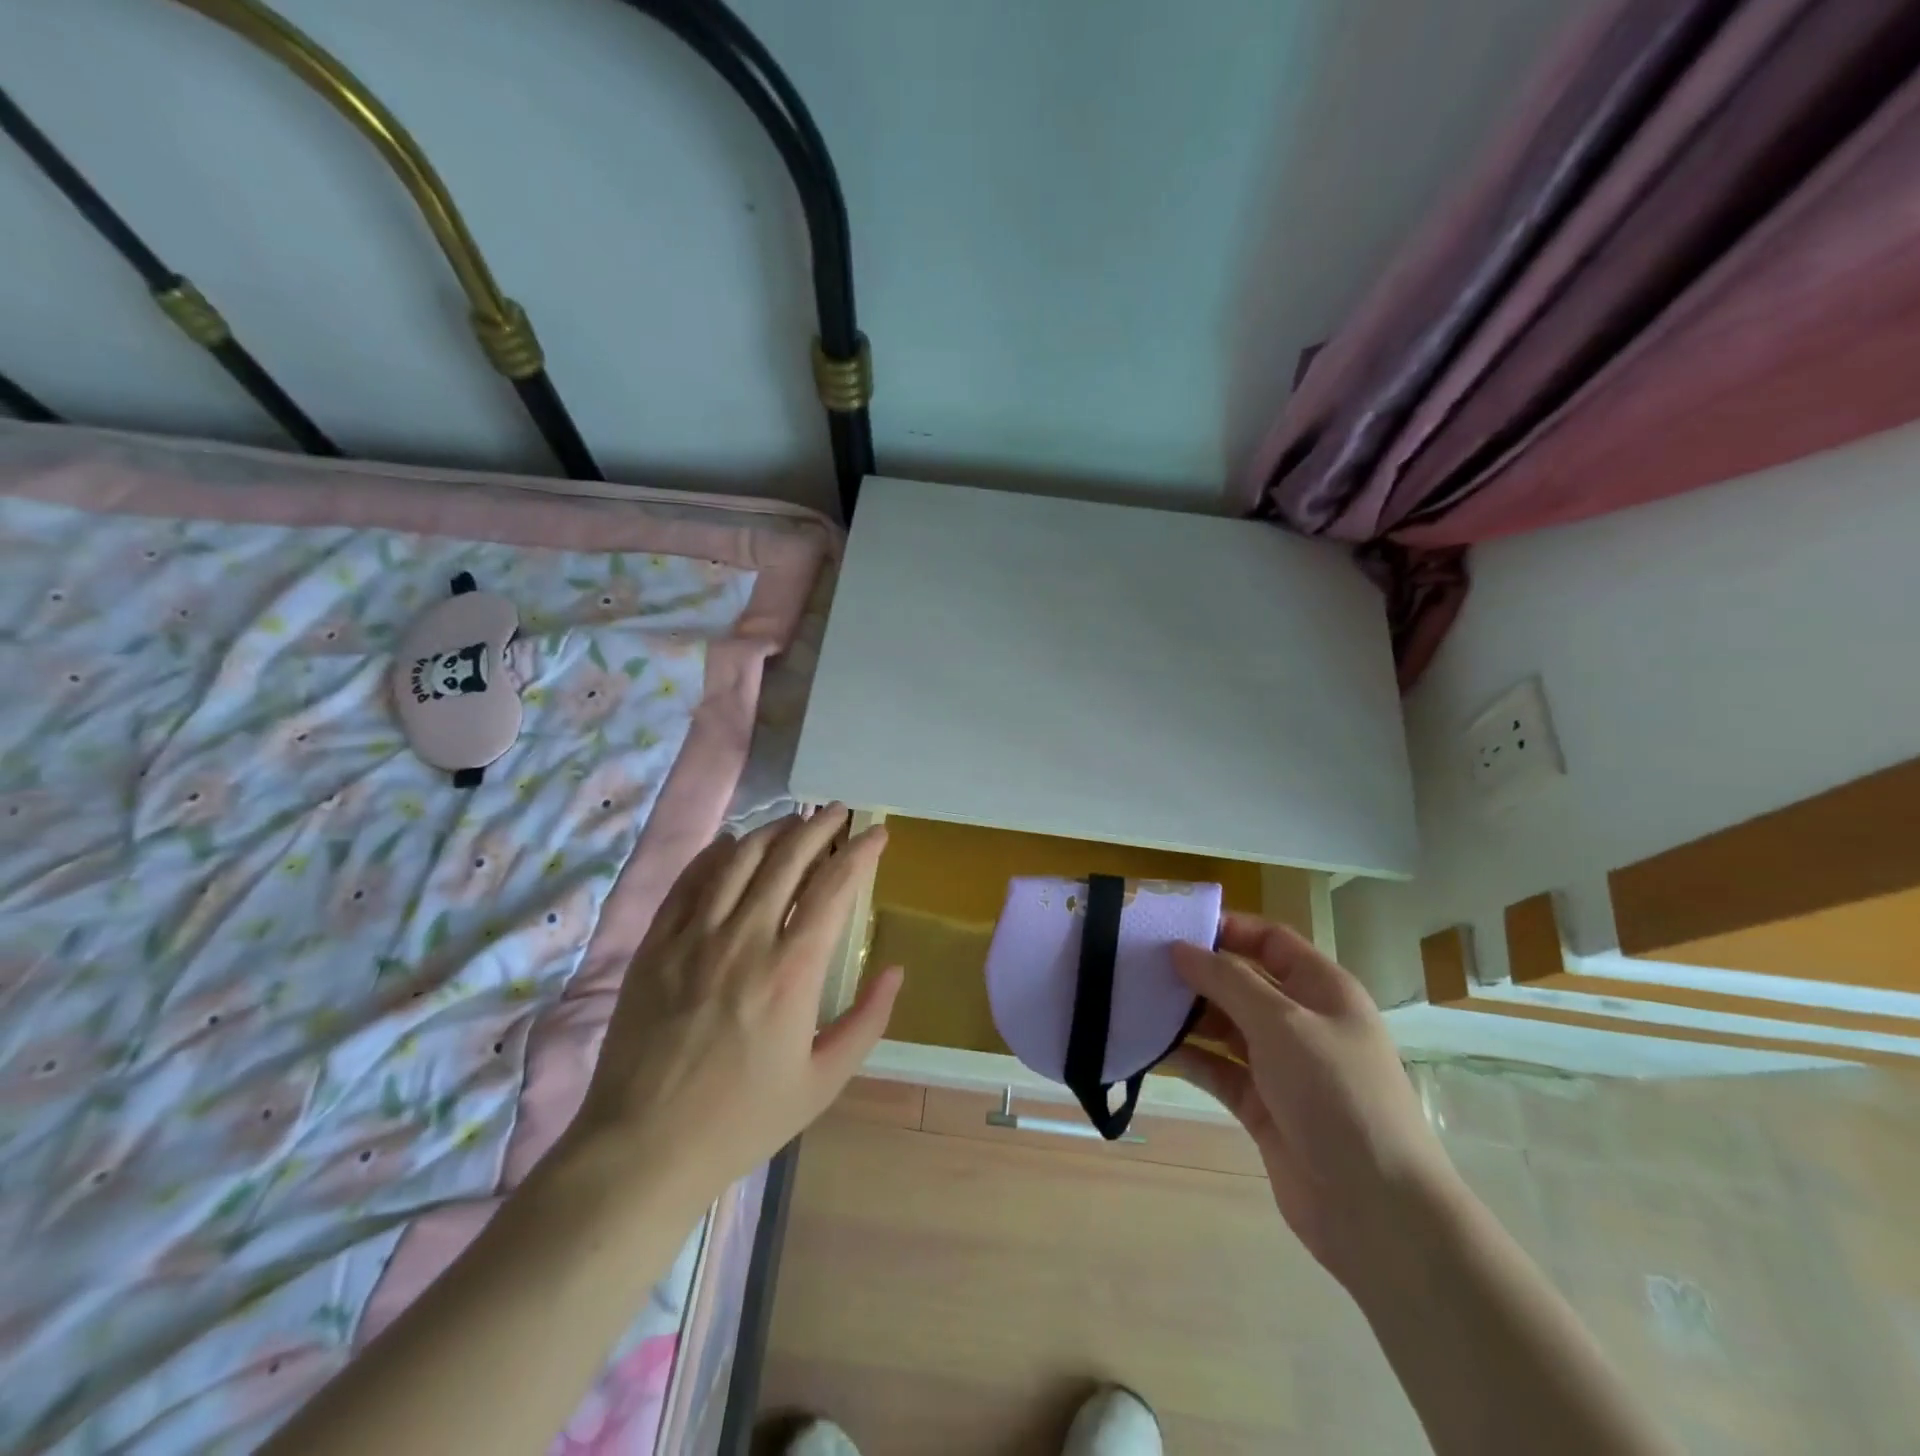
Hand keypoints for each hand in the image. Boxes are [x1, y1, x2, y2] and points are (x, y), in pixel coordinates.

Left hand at [567, 805, 900, 1206]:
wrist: (643, 1149)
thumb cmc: (743, 1120)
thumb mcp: (824, 1082)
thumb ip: (867, 1021)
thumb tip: (896, 970)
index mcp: (792, 971)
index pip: (834, 886)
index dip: (860, 852)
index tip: (877, 833)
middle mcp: (745, 939)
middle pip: (788, 857)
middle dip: (820, 825)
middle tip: (839, 811)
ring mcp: (693, 937)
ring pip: (739, 858)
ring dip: (772, 831)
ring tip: (794, 821)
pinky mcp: (655, 945)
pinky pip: (689, 881)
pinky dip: (715, 853)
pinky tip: (732, 844)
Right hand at [1166, 915, 1454, 1284]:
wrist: (1375, 1209)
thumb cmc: (1336, 1094)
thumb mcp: (1281, 1023)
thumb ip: (1227, 981)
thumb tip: (1180, 949)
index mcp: (1322, 990)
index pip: (1270, 941)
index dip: (1227, 928)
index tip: (1174, 927)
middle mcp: (1301, 1021)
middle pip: (1242, 982)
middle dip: (1196, 972)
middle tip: (1141, 964)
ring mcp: (1281, 1065)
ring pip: (1224, 1025)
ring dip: (1186, 1015)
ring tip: (1136, 1000)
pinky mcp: (1260, 1105)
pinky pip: (1217, 1068)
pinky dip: (1188, 1056)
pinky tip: (1149, 1046)